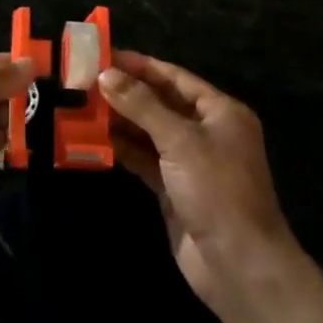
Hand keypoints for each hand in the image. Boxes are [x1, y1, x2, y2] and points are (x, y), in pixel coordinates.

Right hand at [100, 52, 296, 314]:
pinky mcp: (174, 190)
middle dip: (125, 93)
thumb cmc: (217, 190)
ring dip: (120, 121)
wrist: (239, 267)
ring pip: (149, 132)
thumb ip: (142, 105)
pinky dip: (123, 150)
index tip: (104, 55)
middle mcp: (206, 132)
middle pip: (160, 103)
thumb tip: (106, 74)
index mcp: (220, 111)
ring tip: (82, 106)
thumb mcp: (180, 140)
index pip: (174, 77)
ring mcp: (190, 163)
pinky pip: (145, 160)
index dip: (140, 66)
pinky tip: (94, 140)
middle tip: (85, 81)